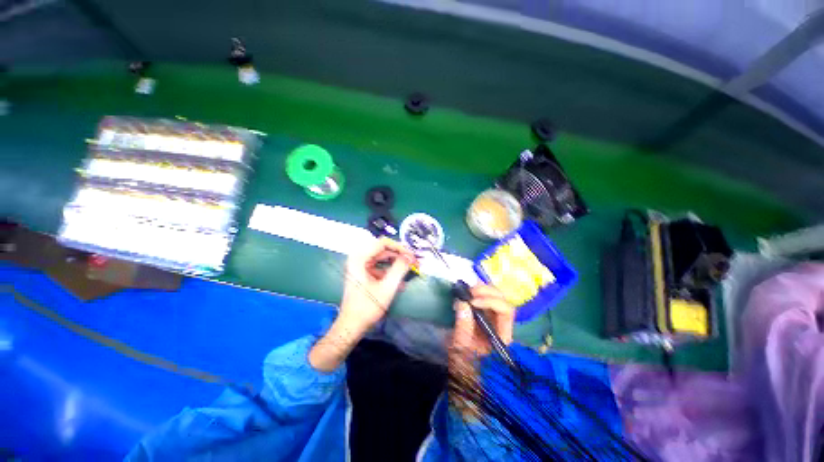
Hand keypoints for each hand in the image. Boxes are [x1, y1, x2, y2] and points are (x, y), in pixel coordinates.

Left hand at [339, 237, 416, 333]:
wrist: (351, 326)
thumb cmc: (367, 307)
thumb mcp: (387, 288)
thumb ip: (399, 269)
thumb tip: (410, 256)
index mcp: (359, 258)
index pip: (383, 243)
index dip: (400, 248)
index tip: (412, 256)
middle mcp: (358, 258)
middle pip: (383, 249)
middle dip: (399, 255)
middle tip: (413, 262)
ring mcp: (360, 266)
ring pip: (382, 258)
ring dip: (396, 263)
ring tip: (410, 269)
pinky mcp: (363, 273)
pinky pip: (379, 267)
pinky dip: (390, 271)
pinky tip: (400, 281)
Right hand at [447, 284, 513, 417]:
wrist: (463, 381)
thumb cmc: (465, 370)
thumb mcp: (461, 351)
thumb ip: (463, 328)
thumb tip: (462, 303)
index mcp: (502, 336)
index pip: (506, 311)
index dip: (490, 302)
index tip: (471, 302)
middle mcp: (501, 326)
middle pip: (503, 300)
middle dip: (487, 292)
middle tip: (469, 291)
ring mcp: (492, 322)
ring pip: (495, 298)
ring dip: (482, 290)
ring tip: (466, 290)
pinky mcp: (482, 319)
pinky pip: (484, 301)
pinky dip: (476, 294)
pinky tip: (466, 294)